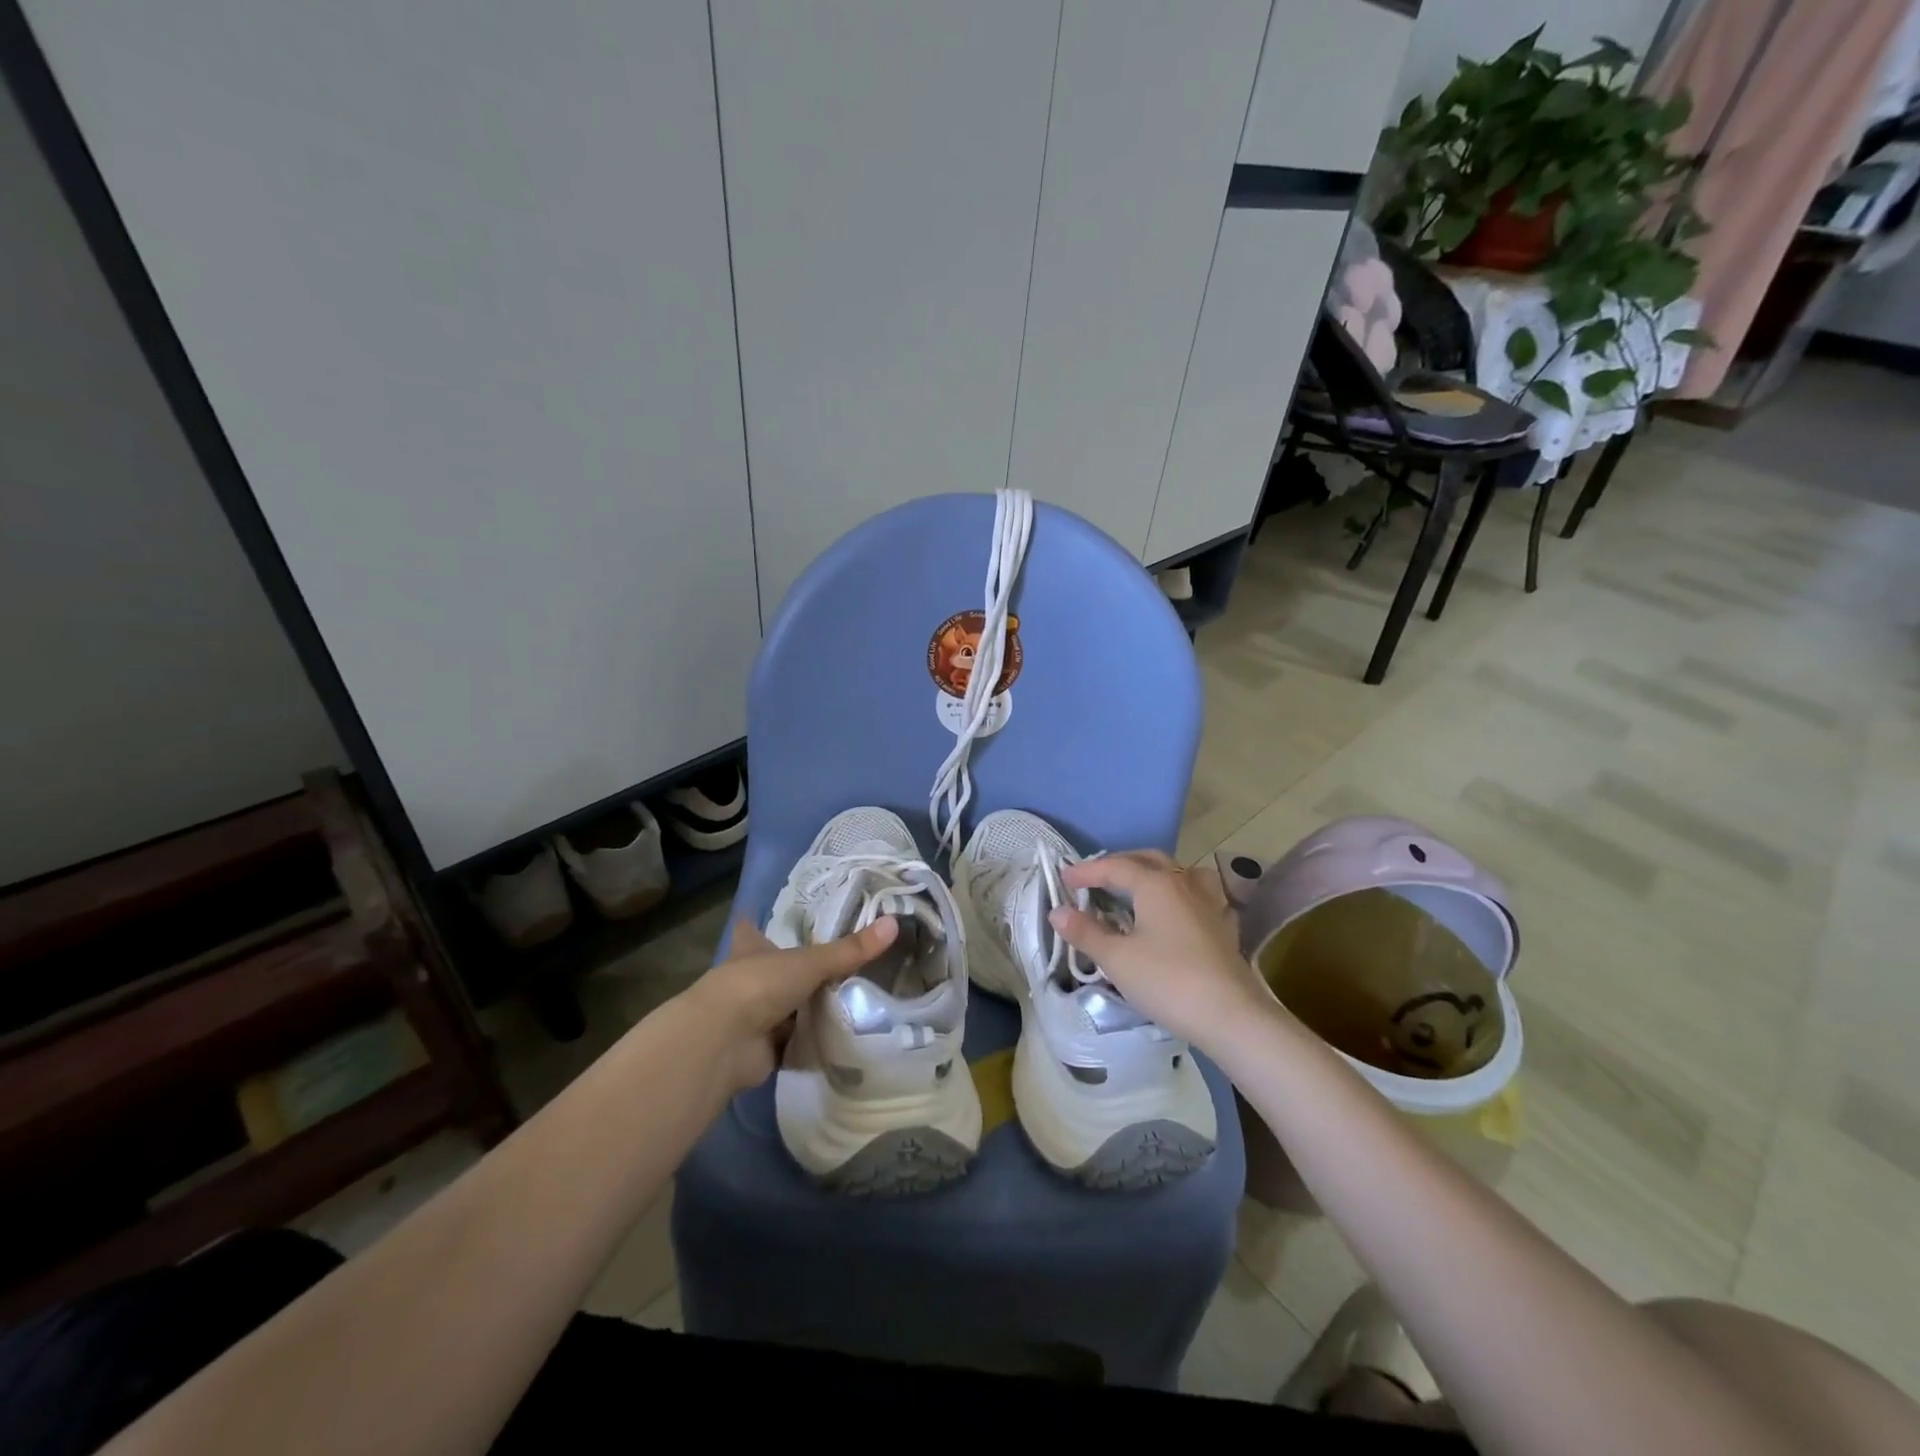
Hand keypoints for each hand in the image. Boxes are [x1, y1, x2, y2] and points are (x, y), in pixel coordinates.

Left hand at [681, 916, 899, 1093]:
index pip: (750, 930)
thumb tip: (894, 923)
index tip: (760, 915)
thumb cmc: (759, 984)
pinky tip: (836, 1039)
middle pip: (773, 971)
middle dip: (794, 971)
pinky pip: (792, 1043)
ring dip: (805, 1009)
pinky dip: (809, 1042)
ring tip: (846, 999)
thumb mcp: (809, 962)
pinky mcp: (762, 1050)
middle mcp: (749, 980)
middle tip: (833, 962)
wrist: (724, 1042)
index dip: (754, 923)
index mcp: (751, 949)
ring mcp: (753, 1017)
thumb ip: (850, 950)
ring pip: (784, 1008)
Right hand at [1050, 851, 1275, 1054]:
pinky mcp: (1224, 926)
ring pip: (1179, 872)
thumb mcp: (1117, 959)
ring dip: (1154, 873)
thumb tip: (1057, 911)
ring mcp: (1209, 903)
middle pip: (1149, 860)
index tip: (1064, 878)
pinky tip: (1179, 910)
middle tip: (1097, 878)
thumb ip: (1086, 932)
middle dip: (1120, 864)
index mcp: (1156, 884)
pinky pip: (1200, 895)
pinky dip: (1181, 894)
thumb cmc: (1168, 981)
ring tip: (1139, 886)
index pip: (1115, 866)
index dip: (1087, 871)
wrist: (1231, 1016)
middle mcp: (1184, 883)